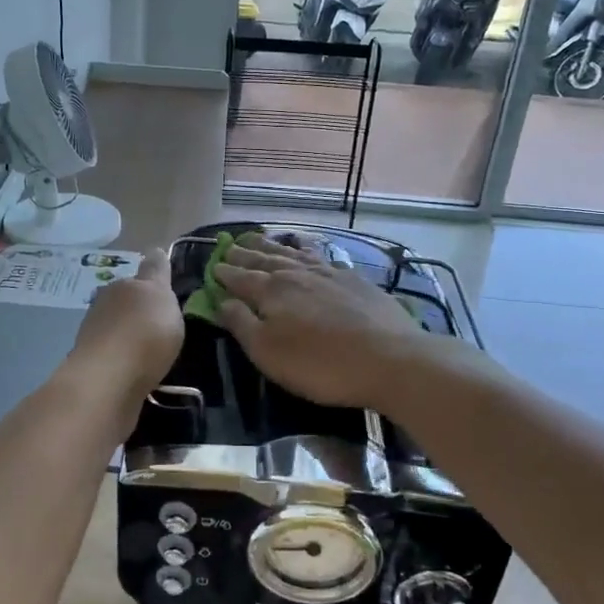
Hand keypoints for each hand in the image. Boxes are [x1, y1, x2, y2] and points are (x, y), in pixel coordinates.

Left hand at [69, 249, 183, 396]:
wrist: (108, 381)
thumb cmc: (143, 332)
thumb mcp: (160, 296)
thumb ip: (157, 274)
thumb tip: (154, 251)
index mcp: (123, 286)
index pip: (142, 274)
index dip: (155, 275)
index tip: (165, 282)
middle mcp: (104, 305)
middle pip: (126, 301)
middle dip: (140, 308)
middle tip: (161, 322)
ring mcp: (95, 335)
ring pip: (117, 327)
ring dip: (130, 334)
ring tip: (151, 349)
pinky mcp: (93, 365)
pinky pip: (115, 355)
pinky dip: (125, 358)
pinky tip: (137, 369)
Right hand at [212, 234, 425, 409]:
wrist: (390, 358)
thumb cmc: (320, 364)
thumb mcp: (268, 352)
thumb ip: (241, 324)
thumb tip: (222, 300)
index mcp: (271, 291)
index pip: (241, 277)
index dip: (225, 272)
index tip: (213, 266)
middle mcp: (296, 273)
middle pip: (264, 259)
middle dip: (244, 253)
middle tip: (229, 246)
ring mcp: (328, 272)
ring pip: (292, 253)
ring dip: (271, 246)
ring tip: (259, 239)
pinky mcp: (353, 279)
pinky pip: (320, 255)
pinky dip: (305, 249)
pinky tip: (305, 248)